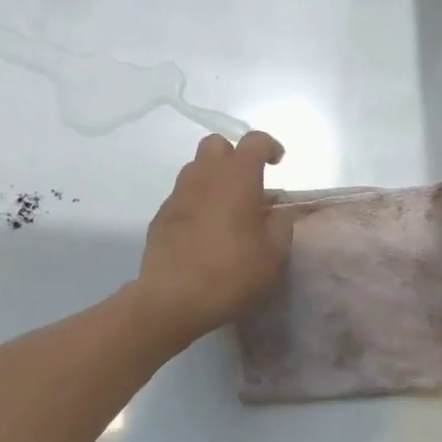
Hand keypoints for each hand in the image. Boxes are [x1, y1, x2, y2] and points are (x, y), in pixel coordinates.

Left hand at [133, 131, 293, 343]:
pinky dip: (197, 203)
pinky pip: (183, 196)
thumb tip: (275, 214)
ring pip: (196, 169)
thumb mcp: (274, 254)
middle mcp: (205, 176)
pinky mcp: (161, 217)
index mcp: (237, 177)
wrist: (173, 300)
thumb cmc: (232, 272)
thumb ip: (281, 225)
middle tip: (248, 184)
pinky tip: (205, 232)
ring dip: (213, 179)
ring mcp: (178, 195)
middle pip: (216, 144)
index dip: (269, 146)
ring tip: (227, 209)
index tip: (278, 163)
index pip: (254, 141)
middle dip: (234, 155)